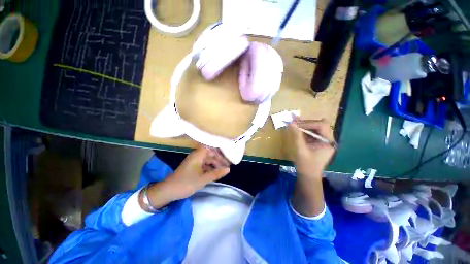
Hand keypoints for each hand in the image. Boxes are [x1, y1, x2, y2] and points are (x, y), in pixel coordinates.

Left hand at [148, 146, 230, 206]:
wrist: (168, 190)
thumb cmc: (187, 183)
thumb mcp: (203, 179)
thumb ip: (216, 173)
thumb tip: (228, 169)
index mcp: (198, 155)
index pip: (211, 148)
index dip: (219, 151)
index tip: (227, 155)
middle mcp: (196, 156)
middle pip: (210, 154)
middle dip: (219, 159)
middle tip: (227, 165)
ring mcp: (194, 162)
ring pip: (207, 160)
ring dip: (215, 164)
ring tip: (223, 170)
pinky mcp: (192, 167)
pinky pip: (203, 165)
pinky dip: (209, 168)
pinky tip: (214, 173)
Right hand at [287, 119, 335, 178]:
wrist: (308, 176)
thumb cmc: (306, 165)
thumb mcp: (301, 149)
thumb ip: (297, 135)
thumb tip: (291, 123)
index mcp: (328, 142)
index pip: (322, 126)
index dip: (309, 123)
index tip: (297, 124)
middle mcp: (328, 140)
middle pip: (320, 126)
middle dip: (307, 124)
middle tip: (295, 123)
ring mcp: (324, 142)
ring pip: (315, 129)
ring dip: (305, 126)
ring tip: (295, 126)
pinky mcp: (318, 143)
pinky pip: (312, 134)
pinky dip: (305, 131)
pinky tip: (297, 131)